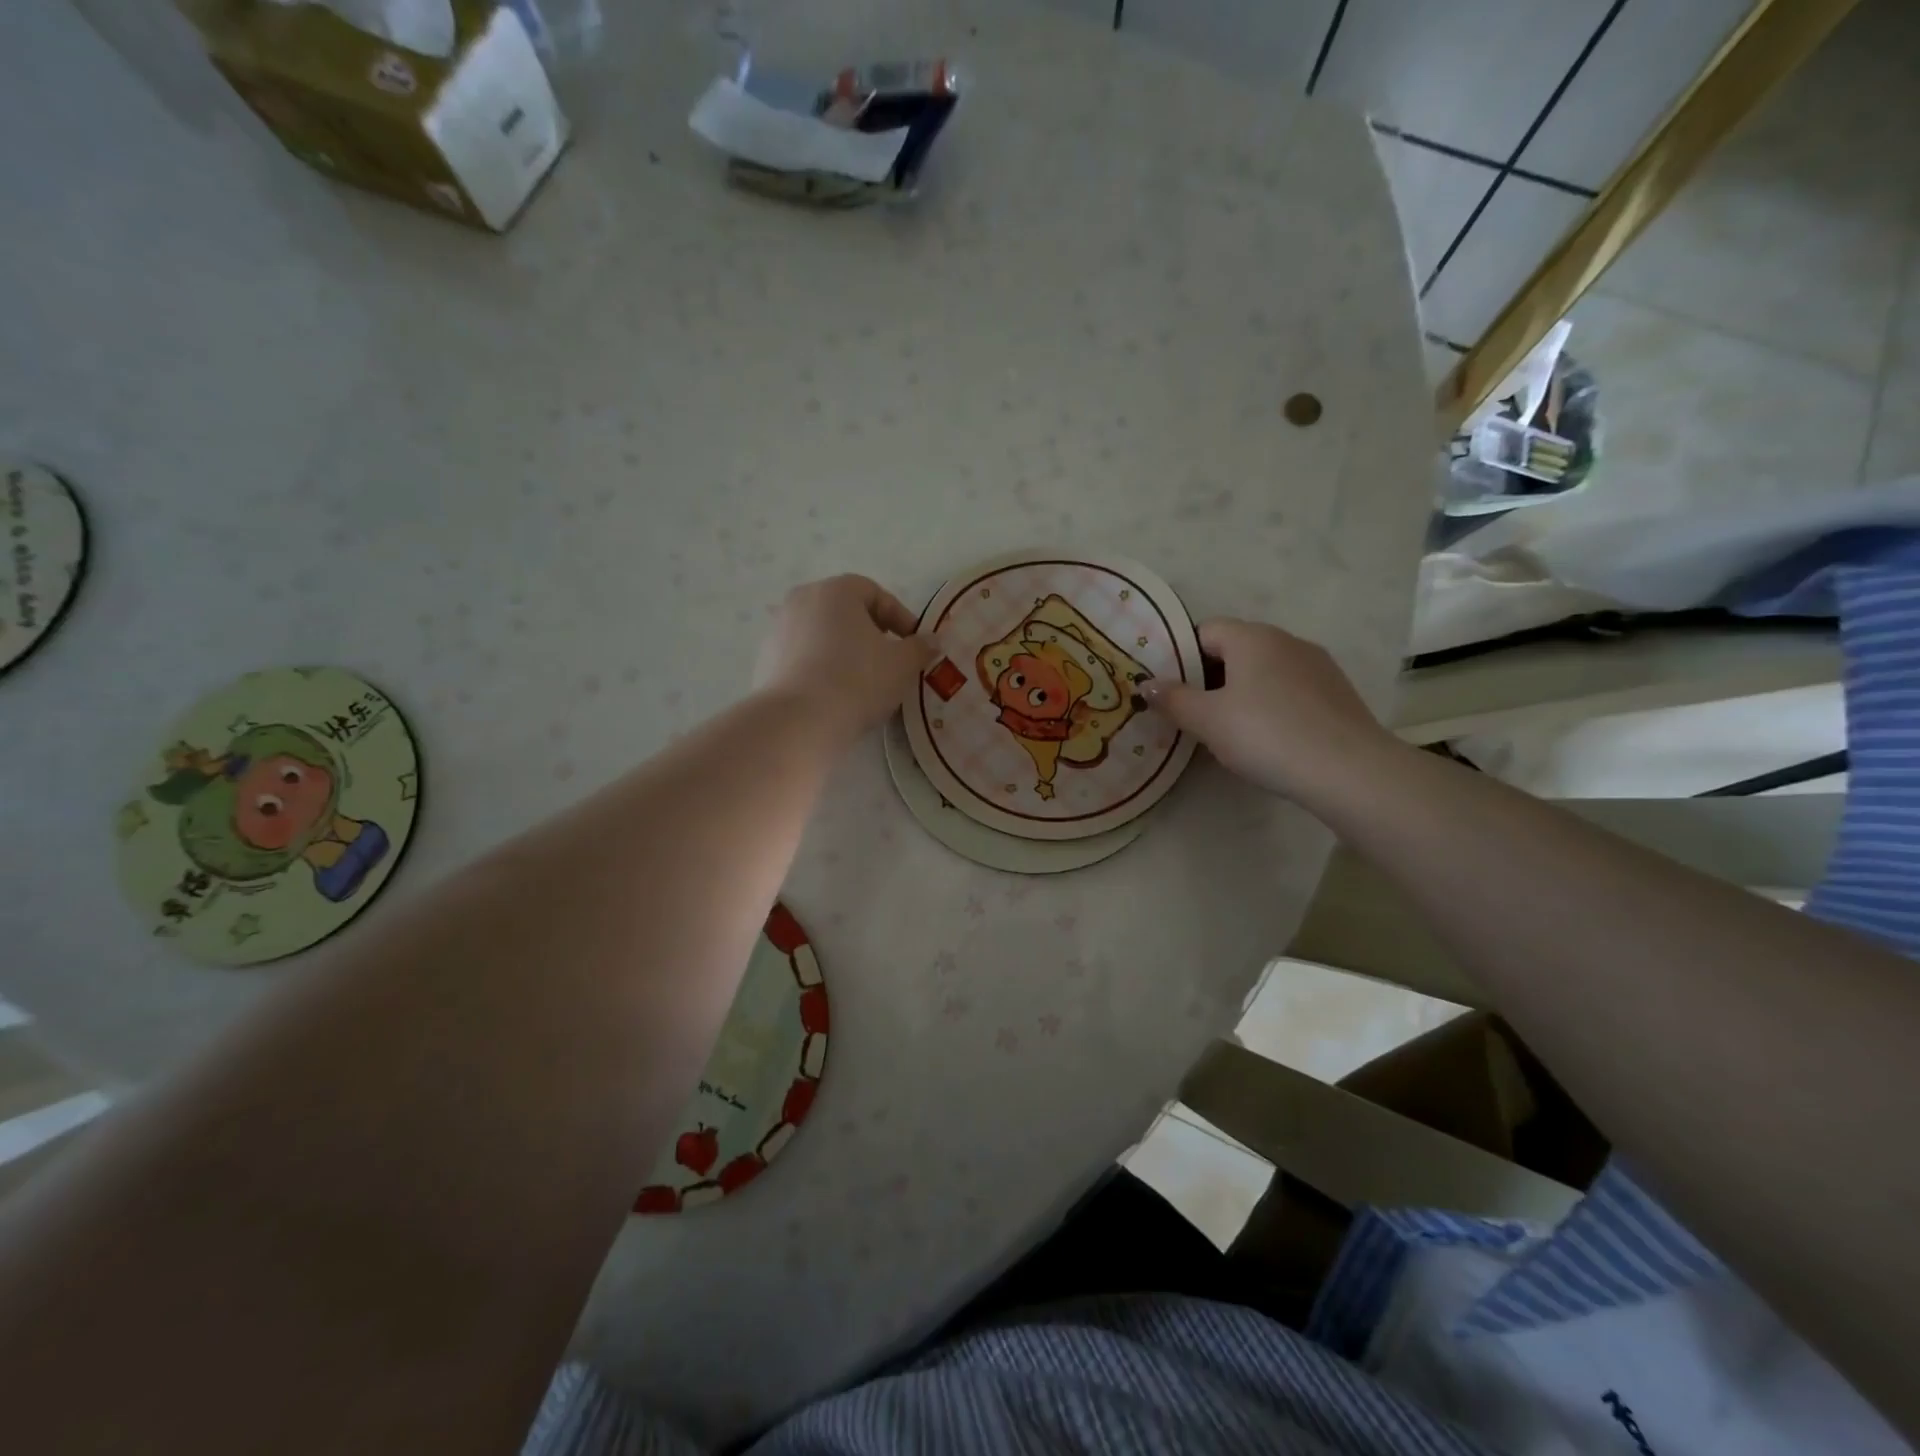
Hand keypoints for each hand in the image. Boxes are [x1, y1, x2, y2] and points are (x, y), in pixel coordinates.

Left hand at [755, 575, 936, 742]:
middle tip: (890, 659)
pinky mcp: (765, 660)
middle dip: (870, 632)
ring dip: (844, 650)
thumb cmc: (857, 681)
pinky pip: (802, 656)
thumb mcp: (902, 665)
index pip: (875, 593)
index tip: (914, 644)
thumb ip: (920, 648)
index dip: (900, 617)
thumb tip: (932, 640)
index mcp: (835, 591)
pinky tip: (834, 694)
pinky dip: (821, 667)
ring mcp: (778, 629)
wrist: (798, 722)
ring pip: (822, 634)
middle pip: (845, 611)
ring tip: (862, 680)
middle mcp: (802, 600)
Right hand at [1143, 619, 1399, 800]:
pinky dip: (1271, 704)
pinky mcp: (1336, 692)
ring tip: (1227, 728)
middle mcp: (1286, 640)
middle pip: (1236, 649)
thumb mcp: (1207, 720)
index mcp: (1252, 638)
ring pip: (1264, 670)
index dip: (1181, 655)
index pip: (1205, 630)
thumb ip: (1174, 699)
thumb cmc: (1266, 734)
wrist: (1348, 770)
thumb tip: (1147, 684)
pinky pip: (1289, 689)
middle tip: (1190, 711)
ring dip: (1241, 691)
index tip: (1168, 687)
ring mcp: (1317, 665)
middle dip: (1210, 676)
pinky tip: (1268, 737)